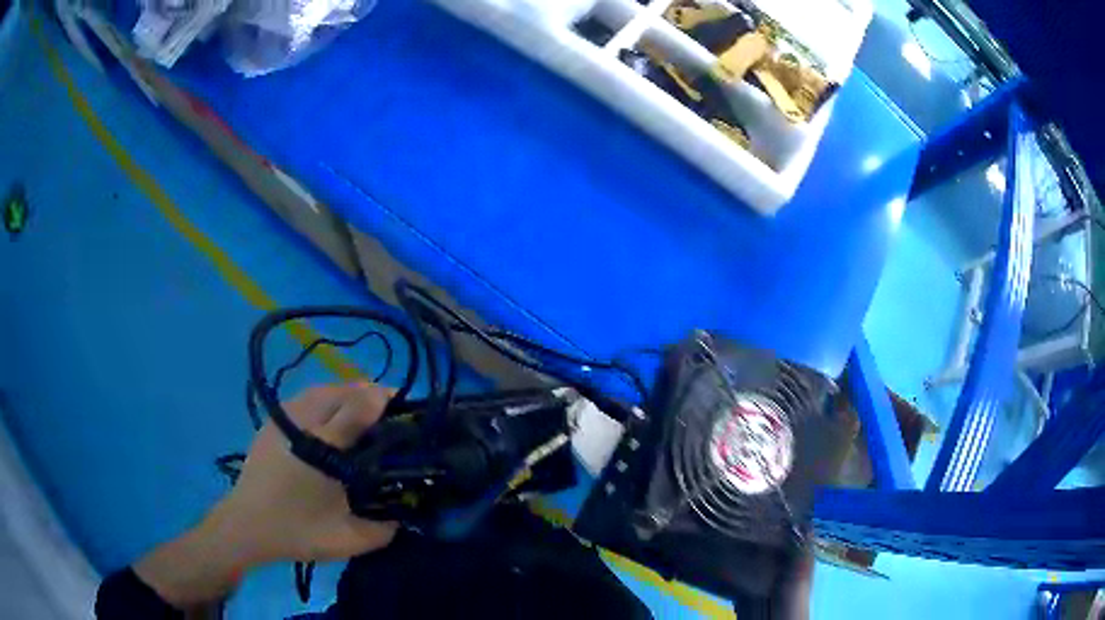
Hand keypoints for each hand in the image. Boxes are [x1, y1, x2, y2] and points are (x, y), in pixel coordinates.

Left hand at [135, 383, 396, 608]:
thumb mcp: (347, 540)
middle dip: (369, 393)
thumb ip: (383, 529)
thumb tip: (404, 514)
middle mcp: (303, 424)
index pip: (359, 408)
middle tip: (390, 410)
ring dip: (348, 393)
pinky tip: (332, 417)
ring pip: (322, 390)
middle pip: (341, 391)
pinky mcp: (272, 422)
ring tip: (365, 408)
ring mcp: (284, 420)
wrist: (246, 526)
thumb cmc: (298, 532)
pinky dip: (326, 399)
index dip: (384, 401)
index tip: (406, 407)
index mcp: (323, 449)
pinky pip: (305, 399)